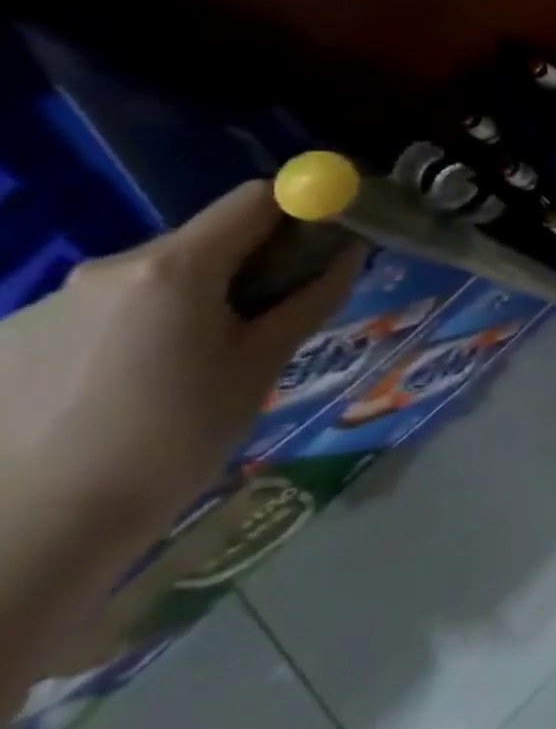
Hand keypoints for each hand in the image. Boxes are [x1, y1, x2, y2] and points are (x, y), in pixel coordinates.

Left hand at [0, 182, 361, 549]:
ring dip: (192, 303)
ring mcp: (50, 302)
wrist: (37, 527)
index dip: (300, 211)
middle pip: (204, 241)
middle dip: (248, 267)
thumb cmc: (178, 437)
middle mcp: (107, 269)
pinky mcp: (14, 337)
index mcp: (173, 269)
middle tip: (267, 324)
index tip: (326, 244)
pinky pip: (105, 313)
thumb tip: (349, 251)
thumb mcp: (263, 365)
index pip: (253, 201)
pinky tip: (132, 392)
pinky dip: (140, 331)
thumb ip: (310, 299)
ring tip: (194, 371)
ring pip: (154, 281)